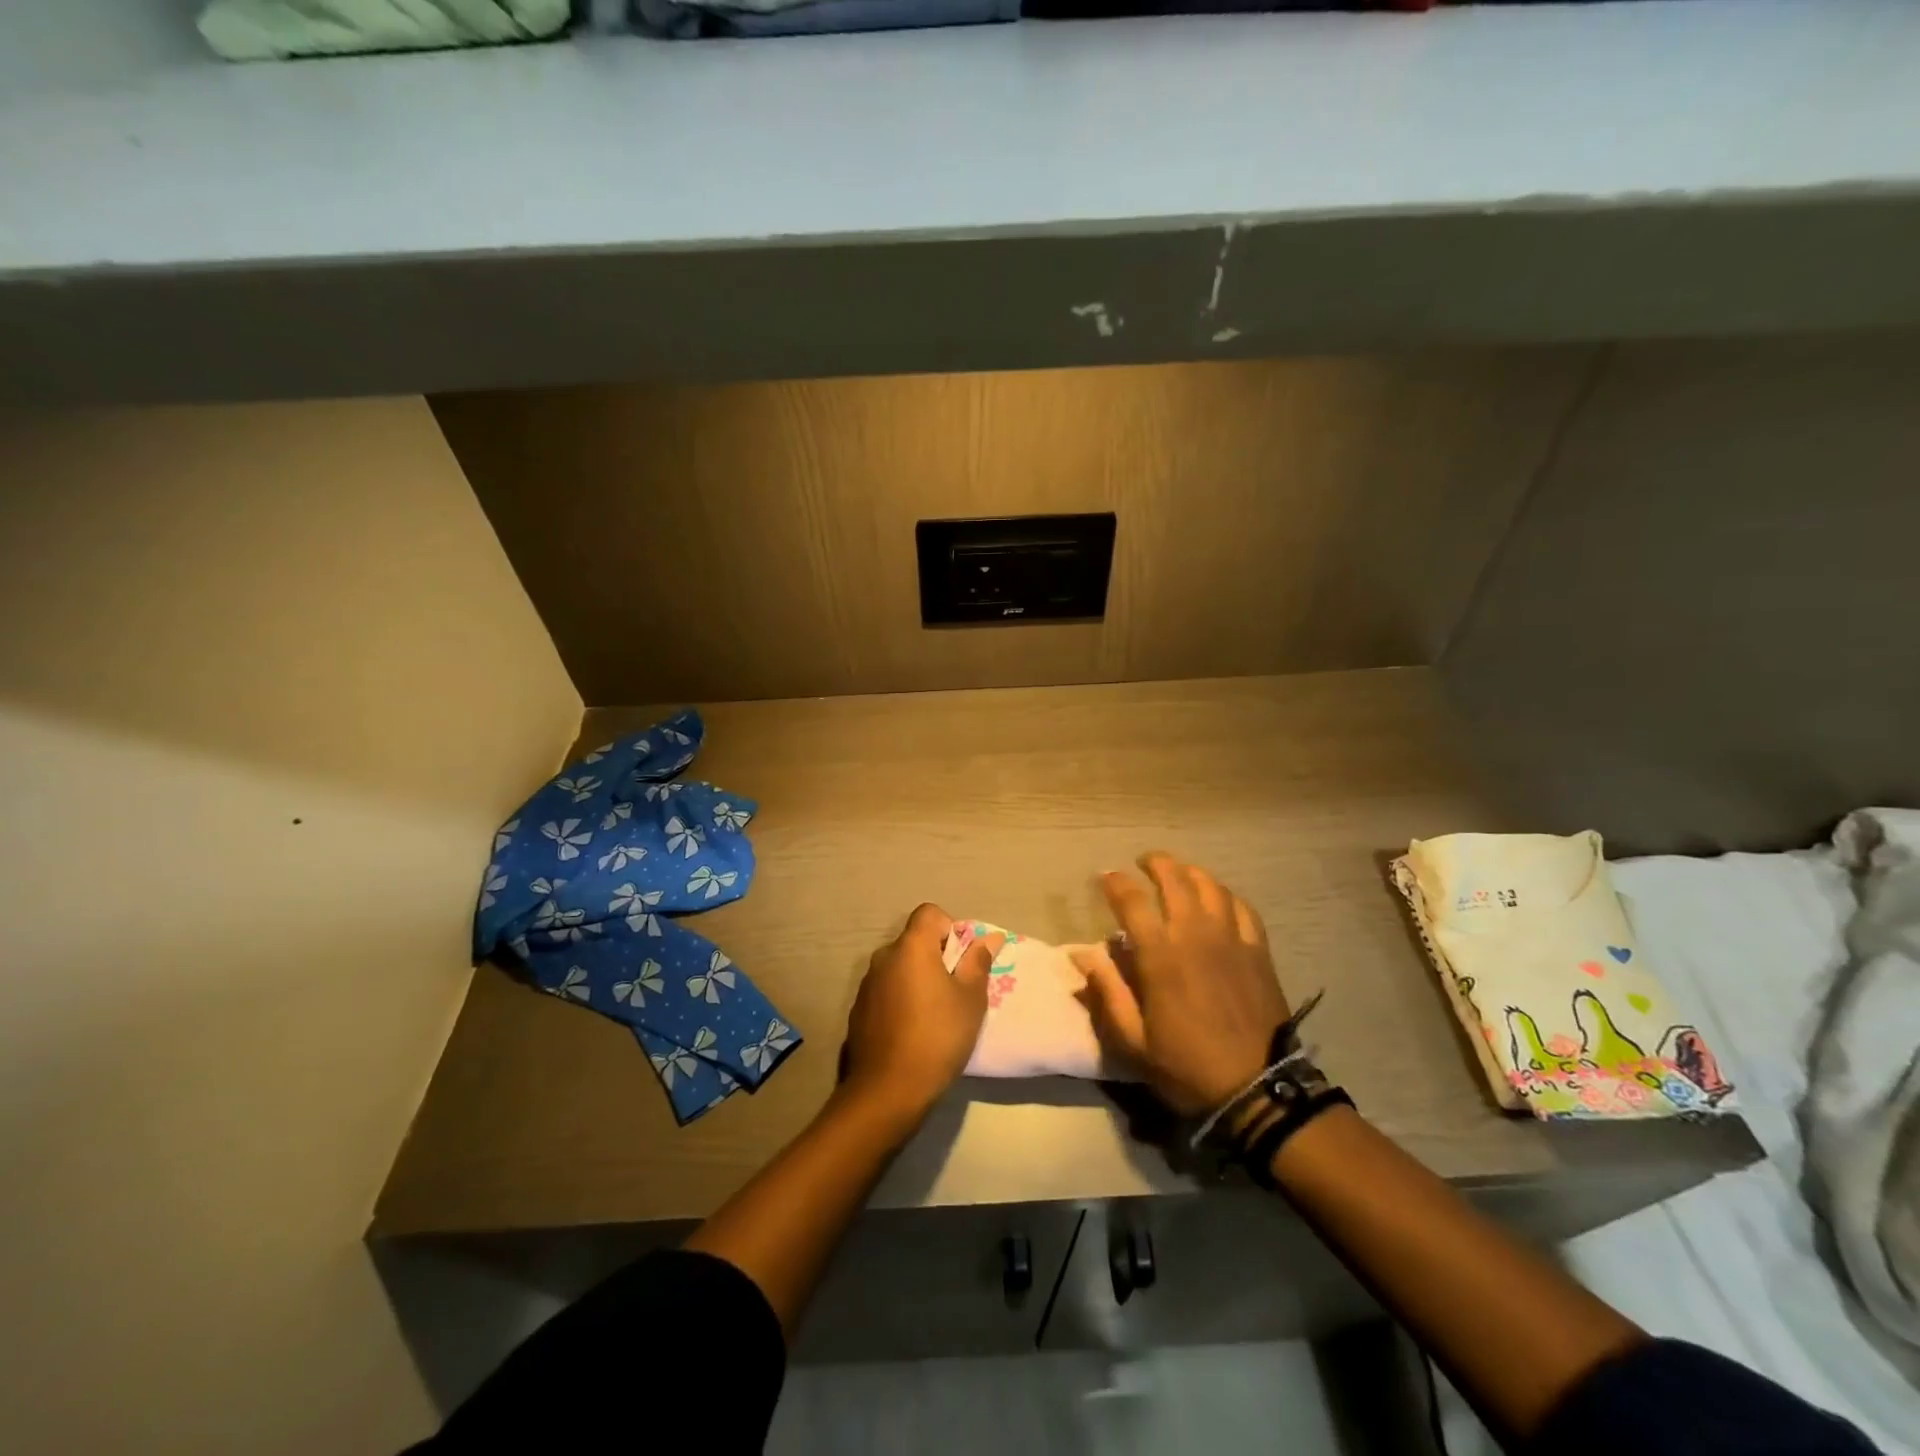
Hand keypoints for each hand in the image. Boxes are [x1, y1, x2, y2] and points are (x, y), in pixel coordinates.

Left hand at [841, 904, 1002, 1122]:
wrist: (888, 1089)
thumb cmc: (938, 1036)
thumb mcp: (970, 999)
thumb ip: (978, 962)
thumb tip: (990, 938)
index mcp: (911, 947)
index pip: (929, 913)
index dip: (950, 929)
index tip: (961, 961)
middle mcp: (884, 957)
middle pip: (914, 941)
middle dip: (936, 958)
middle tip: (954, 991)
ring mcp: (867, 984)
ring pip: (899, 968)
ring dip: (916, 980)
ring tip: (933, 1015)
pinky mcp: (858, 1010)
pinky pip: (885, 991)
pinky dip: (899, 1000)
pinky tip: (910, 1032)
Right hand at [1074, 852, 1290, 1115]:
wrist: (1257, 1090)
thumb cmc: (1187, 1066)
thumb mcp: (1133, 1040)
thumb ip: (1106, 992)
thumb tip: (1080, 954)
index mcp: (1161, 955)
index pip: (1133, 901)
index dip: (1116, 883)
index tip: (1105, 877)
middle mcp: (1196, 935)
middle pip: (1175, 879)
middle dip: (1156, 863)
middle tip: (1143, 862)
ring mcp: (1231, 939)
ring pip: (1210, 886)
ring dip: (1190, 872)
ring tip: (1179, 872)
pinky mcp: (1258, 951)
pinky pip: (1243, 908)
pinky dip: (1226, 895)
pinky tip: (1219, 898)